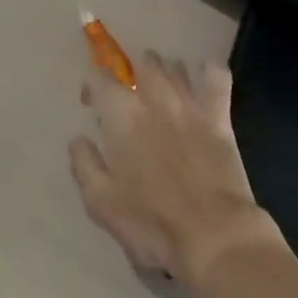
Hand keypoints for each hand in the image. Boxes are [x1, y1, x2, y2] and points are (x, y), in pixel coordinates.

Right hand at [69, 52, 282, 294]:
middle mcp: (154, 95)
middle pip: (142, 61)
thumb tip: (79, 139)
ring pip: (175, 65)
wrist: (212, 236)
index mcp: (121, 113)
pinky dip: (210, 71)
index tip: (91, 104)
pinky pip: (217, 77)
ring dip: (166, 73)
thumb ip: (84, 164)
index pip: (99, 75)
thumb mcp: (101, 203)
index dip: (92, 85)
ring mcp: (190, 102)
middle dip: (133, 72)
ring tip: (162, 92)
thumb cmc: (151, 223)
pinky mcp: (219, 116)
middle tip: (130, 99)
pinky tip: (206, 78)